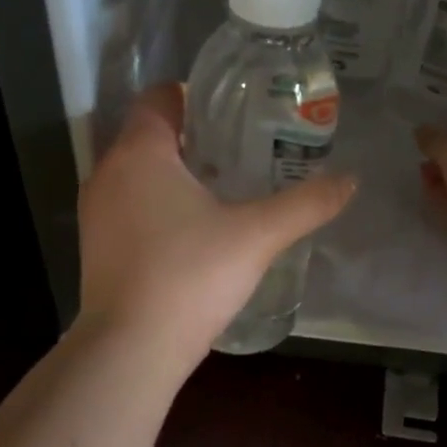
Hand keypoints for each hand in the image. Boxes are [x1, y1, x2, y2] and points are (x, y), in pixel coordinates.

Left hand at [76, 83, 355, 358]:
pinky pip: (128, 205)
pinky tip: (192, 230)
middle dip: (192, 136)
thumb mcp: (257, 236)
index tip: (233, 112)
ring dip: (172, 172)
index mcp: (140, 152)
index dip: (194, 96)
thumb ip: (306, 204)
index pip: (160, 97)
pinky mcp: (95, 246)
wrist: (130, 350)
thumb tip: (351, 180)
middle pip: (148, 133)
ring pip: (136, 172)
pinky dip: (156, 203)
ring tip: (221, 187)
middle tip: (240, 148)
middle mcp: (108, 172)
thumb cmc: (190, 276)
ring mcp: (96, 211)